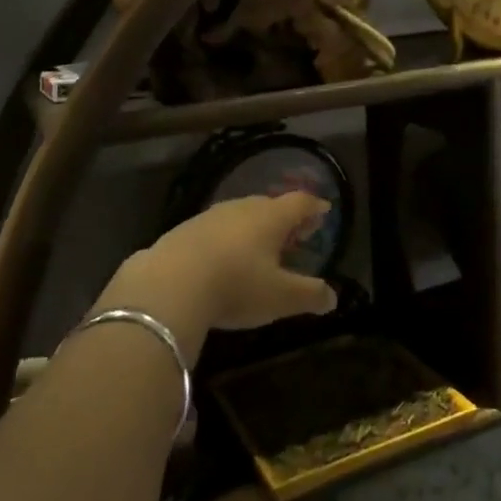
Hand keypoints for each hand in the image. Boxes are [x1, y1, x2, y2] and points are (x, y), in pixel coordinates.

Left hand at [125, 192, 340, 333]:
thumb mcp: (280, 297)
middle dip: (284, 219)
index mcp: (271, 217)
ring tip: (258, 248)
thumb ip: (309, 295)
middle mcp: (242, 208)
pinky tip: (221, 260)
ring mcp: (209, 217)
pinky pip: (214, 230)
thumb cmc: (236, 285)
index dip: (314, 207)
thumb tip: (333, 297)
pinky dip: (225, 240)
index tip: (324, 211)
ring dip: (253, 229)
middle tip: (294, 234)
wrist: (167, 286)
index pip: (300, 203)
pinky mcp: (182, 232)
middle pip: (270, 206)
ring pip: (240, 216)